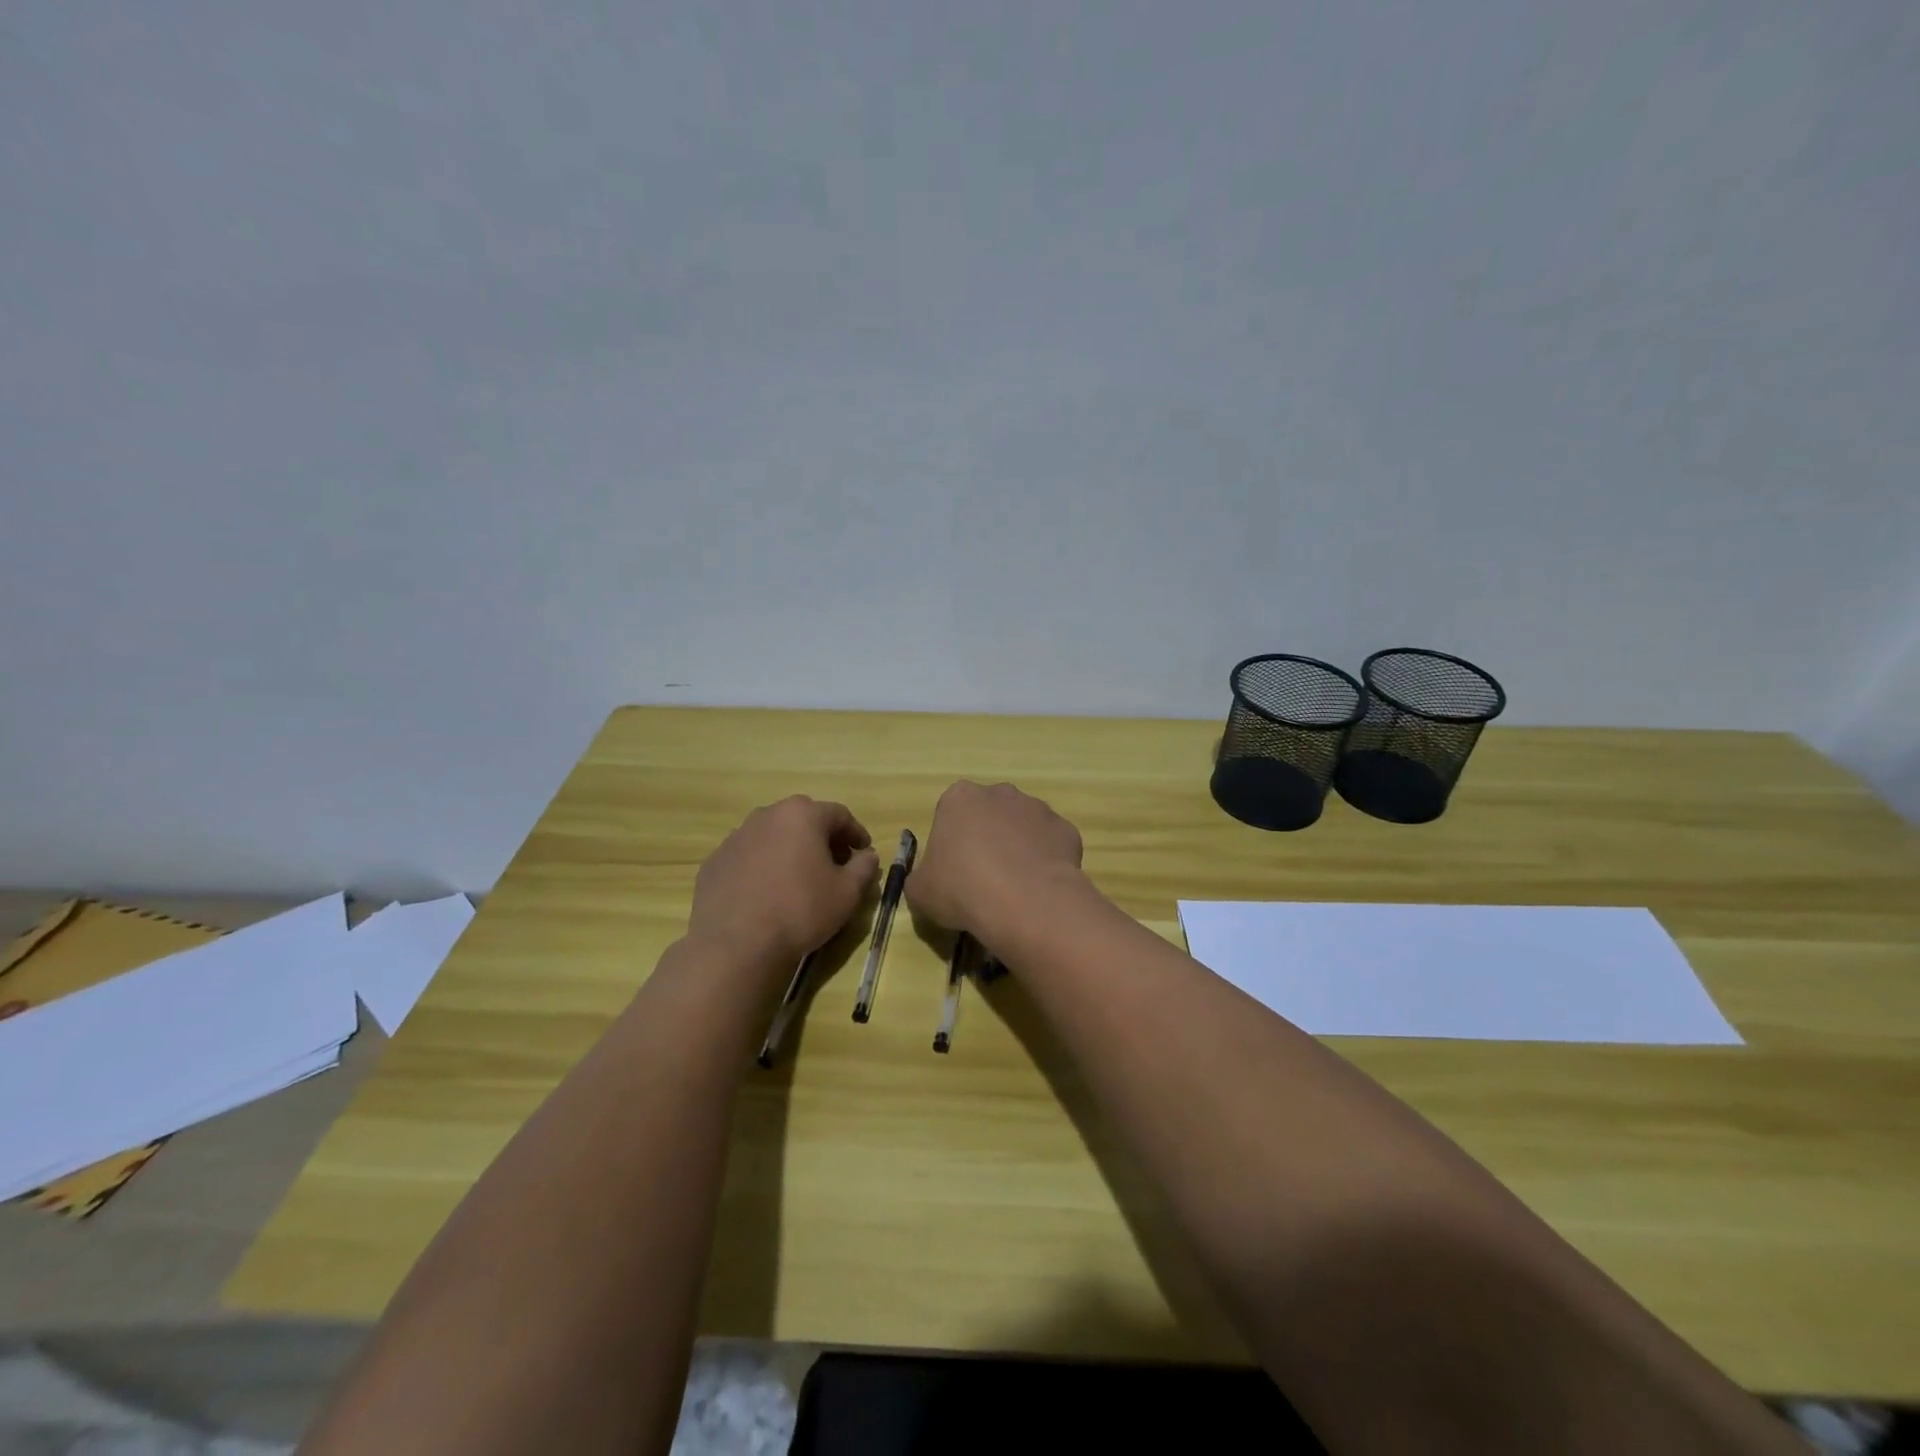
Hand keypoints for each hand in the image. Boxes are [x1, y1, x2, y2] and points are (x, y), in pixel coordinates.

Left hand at [688, 797, 878, 970]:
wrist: (736, 945)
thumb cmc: (801, 911)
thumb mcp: (847, 892)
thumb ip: (864, 867)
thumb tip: (867, 856)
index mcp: (802, 815)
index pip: (839, 815)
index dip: (855, 833)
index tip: (863, 853)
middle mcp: (766, 815)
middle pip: (803, 820)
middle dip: (822, 839)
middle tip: (834, 865)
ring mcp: (735, 837)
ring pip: (773, 836)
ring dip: (790, 850)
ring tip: (798, 879)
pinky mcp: (714, 861)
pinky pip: (748, 856)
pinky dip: (763, 866)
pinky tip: (767, 893)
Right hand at [906, 781, 1084, 943]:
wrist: (1024, 901)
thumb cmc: (962, 889)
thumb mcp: (920, 892)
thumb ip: (921, 879)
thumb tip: (928, 882)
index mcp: (959, 798)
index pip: (951, 814)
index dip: (952, 844)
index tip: (954, 872)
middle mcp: (1000, 793)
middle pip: (989, 815)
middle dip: (988, 839)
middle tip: (984, 879)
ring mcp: (1037, 808)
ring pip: (1023, 827)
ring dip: (1018, 849)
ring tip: (1015, 888)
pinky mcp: (1066, 829)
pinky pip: (1051, 845)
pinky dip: (1046, 862)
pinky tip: (1039, 889)